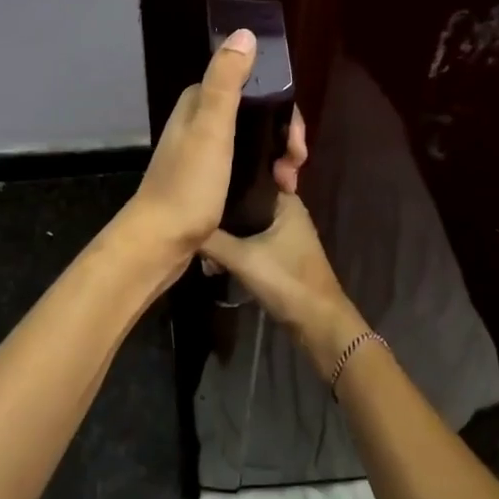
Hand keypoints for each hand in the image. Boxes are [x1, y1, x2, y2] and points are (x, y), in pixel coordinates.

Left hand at [119, 29, 308, 262]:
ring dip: (277, 157)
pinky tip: (276, 191)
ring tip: (289, 184)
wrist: (160, 242)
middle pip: (256, 116)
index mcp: (199, 104)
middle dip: (283, 136)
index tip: (296, 139)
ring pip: (253, 142)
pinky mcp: (208, 180)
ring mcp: (203, 153)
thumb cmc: (189, 184)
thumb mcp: (211, 128)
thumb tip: (245, 33)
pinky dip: (264, 173)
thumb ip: (226, 81)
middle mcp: (199, 122)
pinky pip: (246, 165)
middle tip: (295, 166)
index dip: (282, 109)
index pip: (252, 89)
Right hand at [201, 193, 365, 376]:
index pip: (251, 176)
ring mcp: (284, 234)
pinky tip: (213, 259)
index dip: (226, 176)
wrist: (317, 322)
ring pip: (246, 224)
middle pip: (245, 202)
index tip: (200, 178)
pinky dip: (234, 247)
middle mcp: (286, 211)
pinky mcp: (279, 254)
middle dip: (221, 210)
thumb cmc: (286, 279)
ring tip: (198, 240)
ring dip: (225, 233)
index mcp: (285, 201)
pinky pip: (250, 242)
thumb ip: (211, 240)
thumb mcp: (242, 258)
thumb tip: (180, 223)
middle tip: (191, 213)